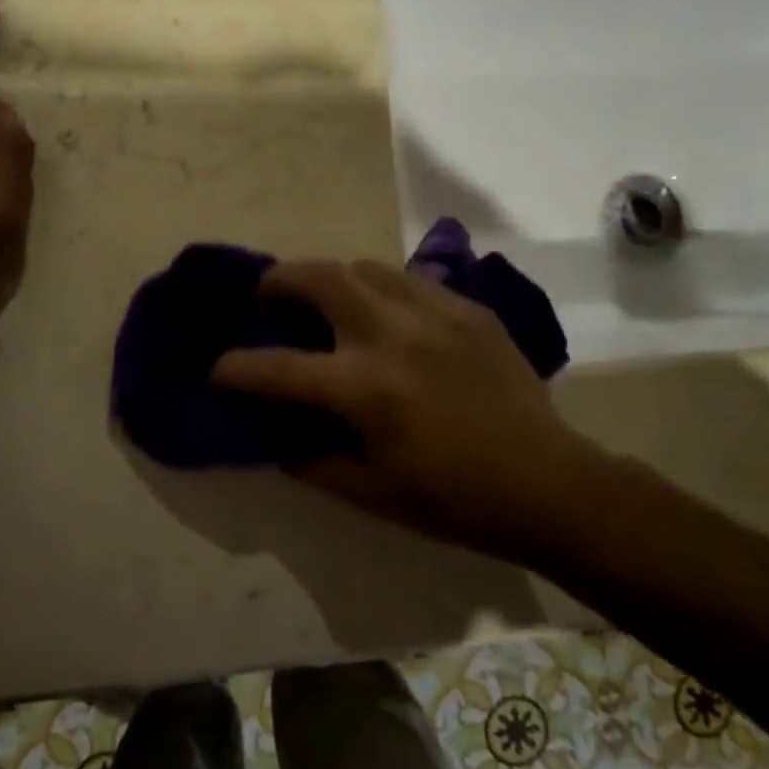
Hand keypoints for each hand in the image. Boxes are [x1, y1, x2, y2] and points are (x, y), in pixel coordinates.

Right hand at [211, 260, 600, 551]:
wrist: (548, 485)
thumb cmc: (453, 501)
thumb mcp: (370, 495)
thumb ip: (311, 461)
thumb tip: (276, 434)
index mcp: (365, 389)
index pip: (278, 368)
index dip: (236, 369)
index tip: (219, 369)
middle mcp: (393, 336)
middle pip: (319, 277)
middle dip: (279, 282)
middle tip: (270, 300)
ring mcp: (435, 314)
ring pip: (364, 267)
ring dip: (332, 281)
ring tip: (330, 307)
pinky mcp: (469, 310)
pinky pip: (410, 282)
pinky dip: (382, 293)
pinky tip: (390, 321)